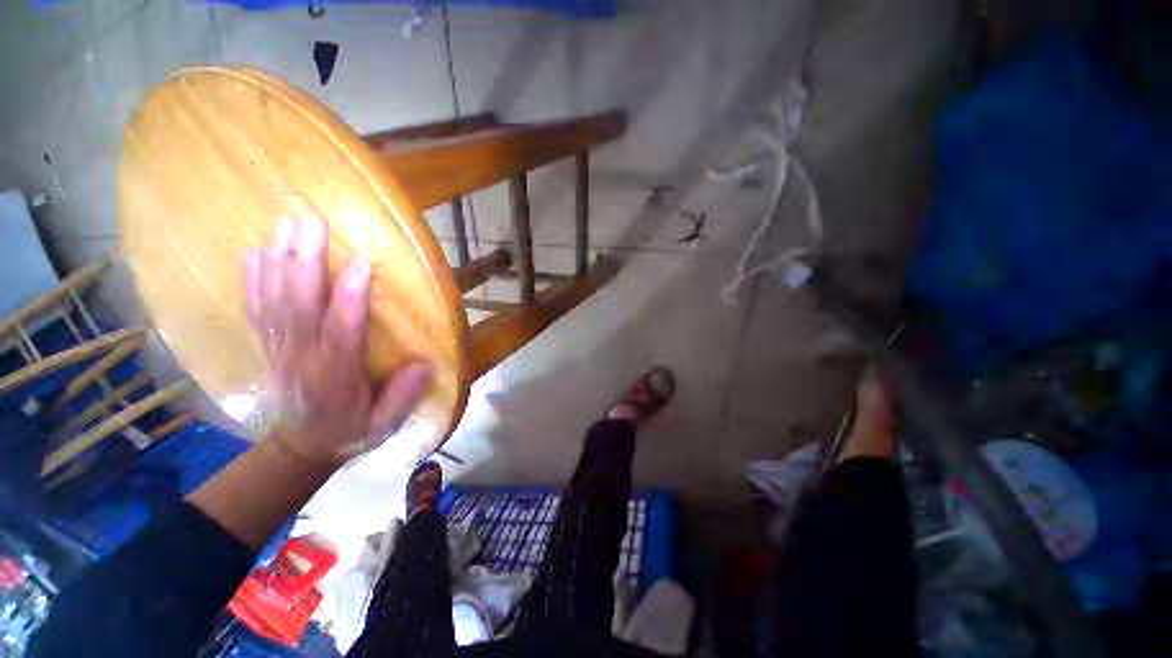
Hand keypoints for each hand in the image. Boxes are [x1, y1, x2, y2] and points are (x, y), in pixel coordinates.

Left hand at [243, 215, 431, 466]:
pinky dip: (253, 278)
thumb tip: (423, 364)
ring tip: (288, 223)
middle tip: (312, 222)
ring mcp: (280, 350)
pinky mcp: (270, 345)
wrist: (302, 446)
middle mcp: (302, 359)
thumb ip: (403, 397)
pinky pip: (256, 308)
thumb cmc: (351, 430)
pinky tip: (256, 251)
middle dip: (304, 263)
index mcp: (335, 378)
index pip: (341, 333)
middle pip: (298, 307)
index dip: (350, 299)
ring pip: (274, 301)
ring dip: (279, 260)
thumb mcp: (385, 425)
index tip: (362, 263)